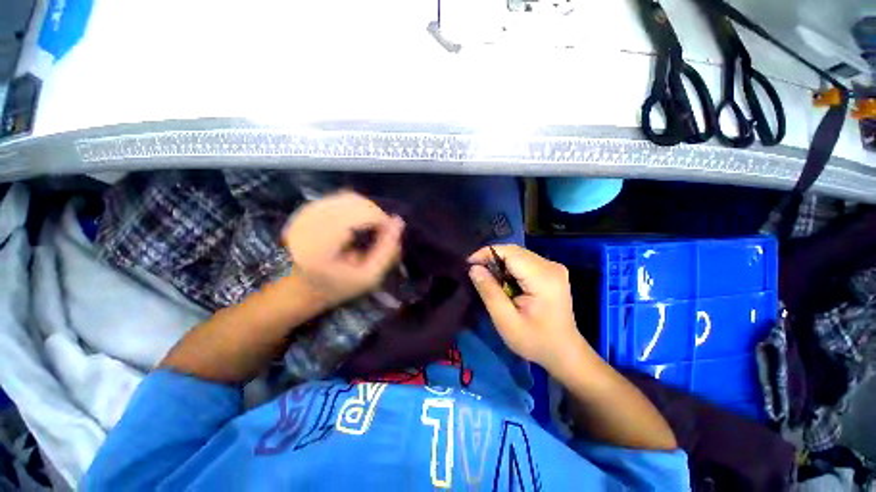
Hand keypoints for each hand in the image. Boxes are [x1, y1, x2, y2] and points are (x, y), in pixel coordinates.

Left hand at [282, 191, 404, 306]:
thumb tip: (399, 221)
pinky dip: (355, 208)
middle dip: (375, 214)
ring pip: (349, 197)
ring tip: (370, 228)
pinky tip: (357, 223)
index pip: (361, 214)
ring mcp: (307, 212)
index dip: (381, 220)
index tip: (389, 234)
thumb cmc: (336, 286)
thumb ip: (387, 250)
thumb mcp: (368, 276)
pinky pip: (340, 199)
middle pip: (356, 202)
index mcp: (323, 240)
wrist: (299, 288)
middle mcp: (311, 220)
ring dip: (366, 210)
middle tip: (381, 232)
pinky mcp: (307, 209)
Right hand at [468, 245, 593, 373]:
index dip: (486, 253)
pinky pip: (525, 261)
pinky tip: (504, 282)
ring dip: (500, 263)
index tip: (468, 264)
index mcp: (543, 277)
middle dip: (492, 258)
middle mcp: (551, 266)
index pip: (510, 252)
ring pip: (518, 255)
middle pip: (514, 251)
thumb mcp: (506, 321)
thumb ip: (489, 292)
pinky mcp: (552, 271)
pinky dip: (510, 268)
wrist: (564, 352)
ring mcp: (553, 267)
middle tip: (476, 273)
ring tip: (488, 278)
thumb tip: (473, 268)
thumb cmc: (535, 341)